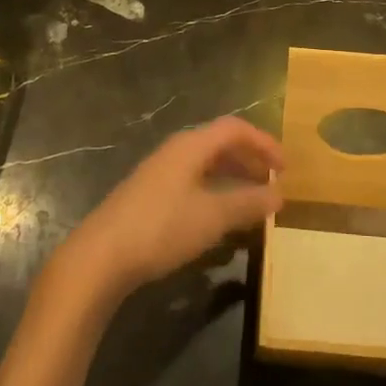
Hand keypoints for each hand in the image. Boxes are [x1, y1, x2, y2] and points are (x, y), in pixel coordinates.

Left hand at [54, 117, 283, 303]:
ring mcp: (159, 173)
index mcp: (191, 146)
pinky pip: (192, 182)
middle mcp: (175, 151)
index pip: (235, 129)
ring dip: (233, 178)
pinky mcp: (149, 196)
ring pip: (205, 165)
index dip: (264, 143)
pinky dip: (214, 192)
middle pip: (219, 144)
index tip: (285, 167)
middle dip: (250, 160)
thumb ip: (248, 203)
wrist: (100, 256)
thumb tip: (279, 193)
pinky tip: (219, 219)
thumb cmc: (161, 228)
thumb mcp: (213, 216)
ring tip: (252, 202)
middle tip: (272, 183)